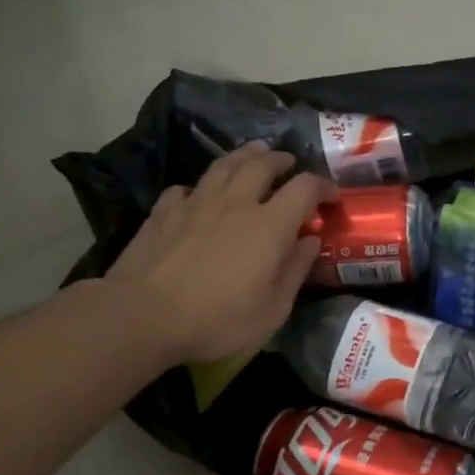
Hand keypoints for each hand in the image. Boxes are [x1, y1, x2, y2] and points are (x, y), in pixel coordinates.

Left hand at [103, 143, 334, 363]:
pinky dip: (200, 188)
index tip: (331, 197)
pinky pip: (186, 188)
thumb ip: (295, 269)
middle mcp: (236, 202)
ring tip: (254, 155)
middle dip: (281, 160)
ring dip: (244, 156)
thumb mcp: (273, 308)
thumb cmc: (218, 319)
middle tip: (289, 164)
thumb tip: (310, 240)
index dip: (323, 186)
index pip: (305, 187)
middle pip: (263, 163)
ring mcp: (196, 203)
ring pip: (224, 165)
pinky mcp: (163, 212)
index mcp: (270, 224)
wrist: (142, 316)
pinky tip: (199, 196)